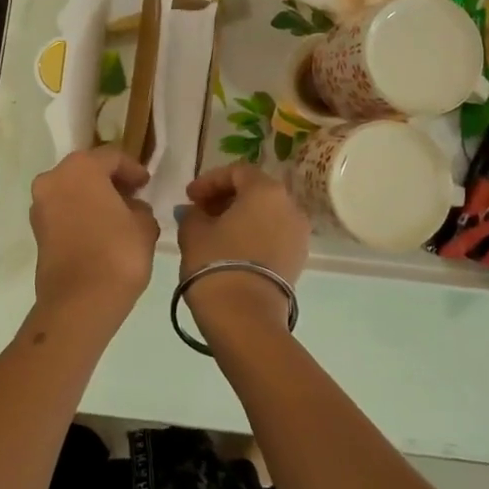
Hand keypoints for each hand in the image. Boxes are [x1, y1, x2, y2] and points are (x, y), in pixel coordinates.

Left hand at [28, 147, 160, 334]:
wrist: (79, 301)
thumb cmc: (117, 253)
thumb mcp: (144, 225)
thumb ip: (140, 208)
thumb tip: (132, 208)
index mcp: (81, 167)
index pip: (112, 157)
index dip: (133, 169)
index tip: (147, 184)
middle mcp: (54, 178)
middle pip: (87, 170)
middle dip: (110, 181)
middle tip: (133, 195)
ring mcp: (40, 205)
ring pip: (72, 190)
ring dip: (93, 197)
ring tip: (118, 215)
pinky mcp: (37, 230)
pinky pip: (63, 211)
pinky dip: (81, 213)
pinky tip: (101, 230)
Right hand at [177, 164, 311, 338]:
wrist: (245, 317)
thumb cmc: (216, 263)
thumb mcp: (193, 231)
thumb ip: (193, 213)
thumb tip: (196, 211)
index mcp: (266, 190)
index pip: (237, 172)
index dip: (209, 180)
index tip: (189, 196)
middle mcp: (290, 206)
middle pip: (255, 190)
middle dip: (226, 197)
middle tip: (200, 210)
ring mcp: (299, 234)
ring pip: (267, 213)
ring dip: (240, 215)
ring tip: (214, 230)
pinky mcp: (299, 258)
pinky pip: (274, 233)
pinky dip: (253, 233)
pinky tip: (231, 247)